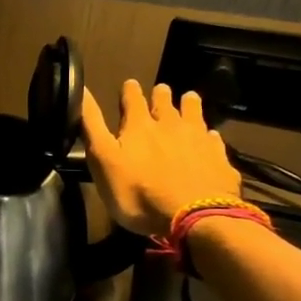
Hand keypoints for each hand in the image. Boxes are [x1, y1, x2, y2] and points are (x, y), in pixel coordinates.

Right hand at [81, 80, 239, 235]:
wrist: (194, 216)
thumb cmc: (138, 192)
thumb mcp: (103, 160)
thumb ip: (92, 125)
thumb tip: (81, 89)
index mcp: (139, 125)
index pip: (133, 99)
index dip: (130, 90)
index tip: (130, 83)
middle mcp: (170, 125)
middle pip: (165, 102)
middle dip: (161, 94)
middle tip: (161, 89)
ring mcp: (198, 139)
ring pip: (194, 113)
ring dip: (189, 105)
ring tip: (188, 98)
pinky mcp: (219, 158)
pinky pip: (213, 139)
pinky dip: (209, 135)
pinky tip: (210, 137)